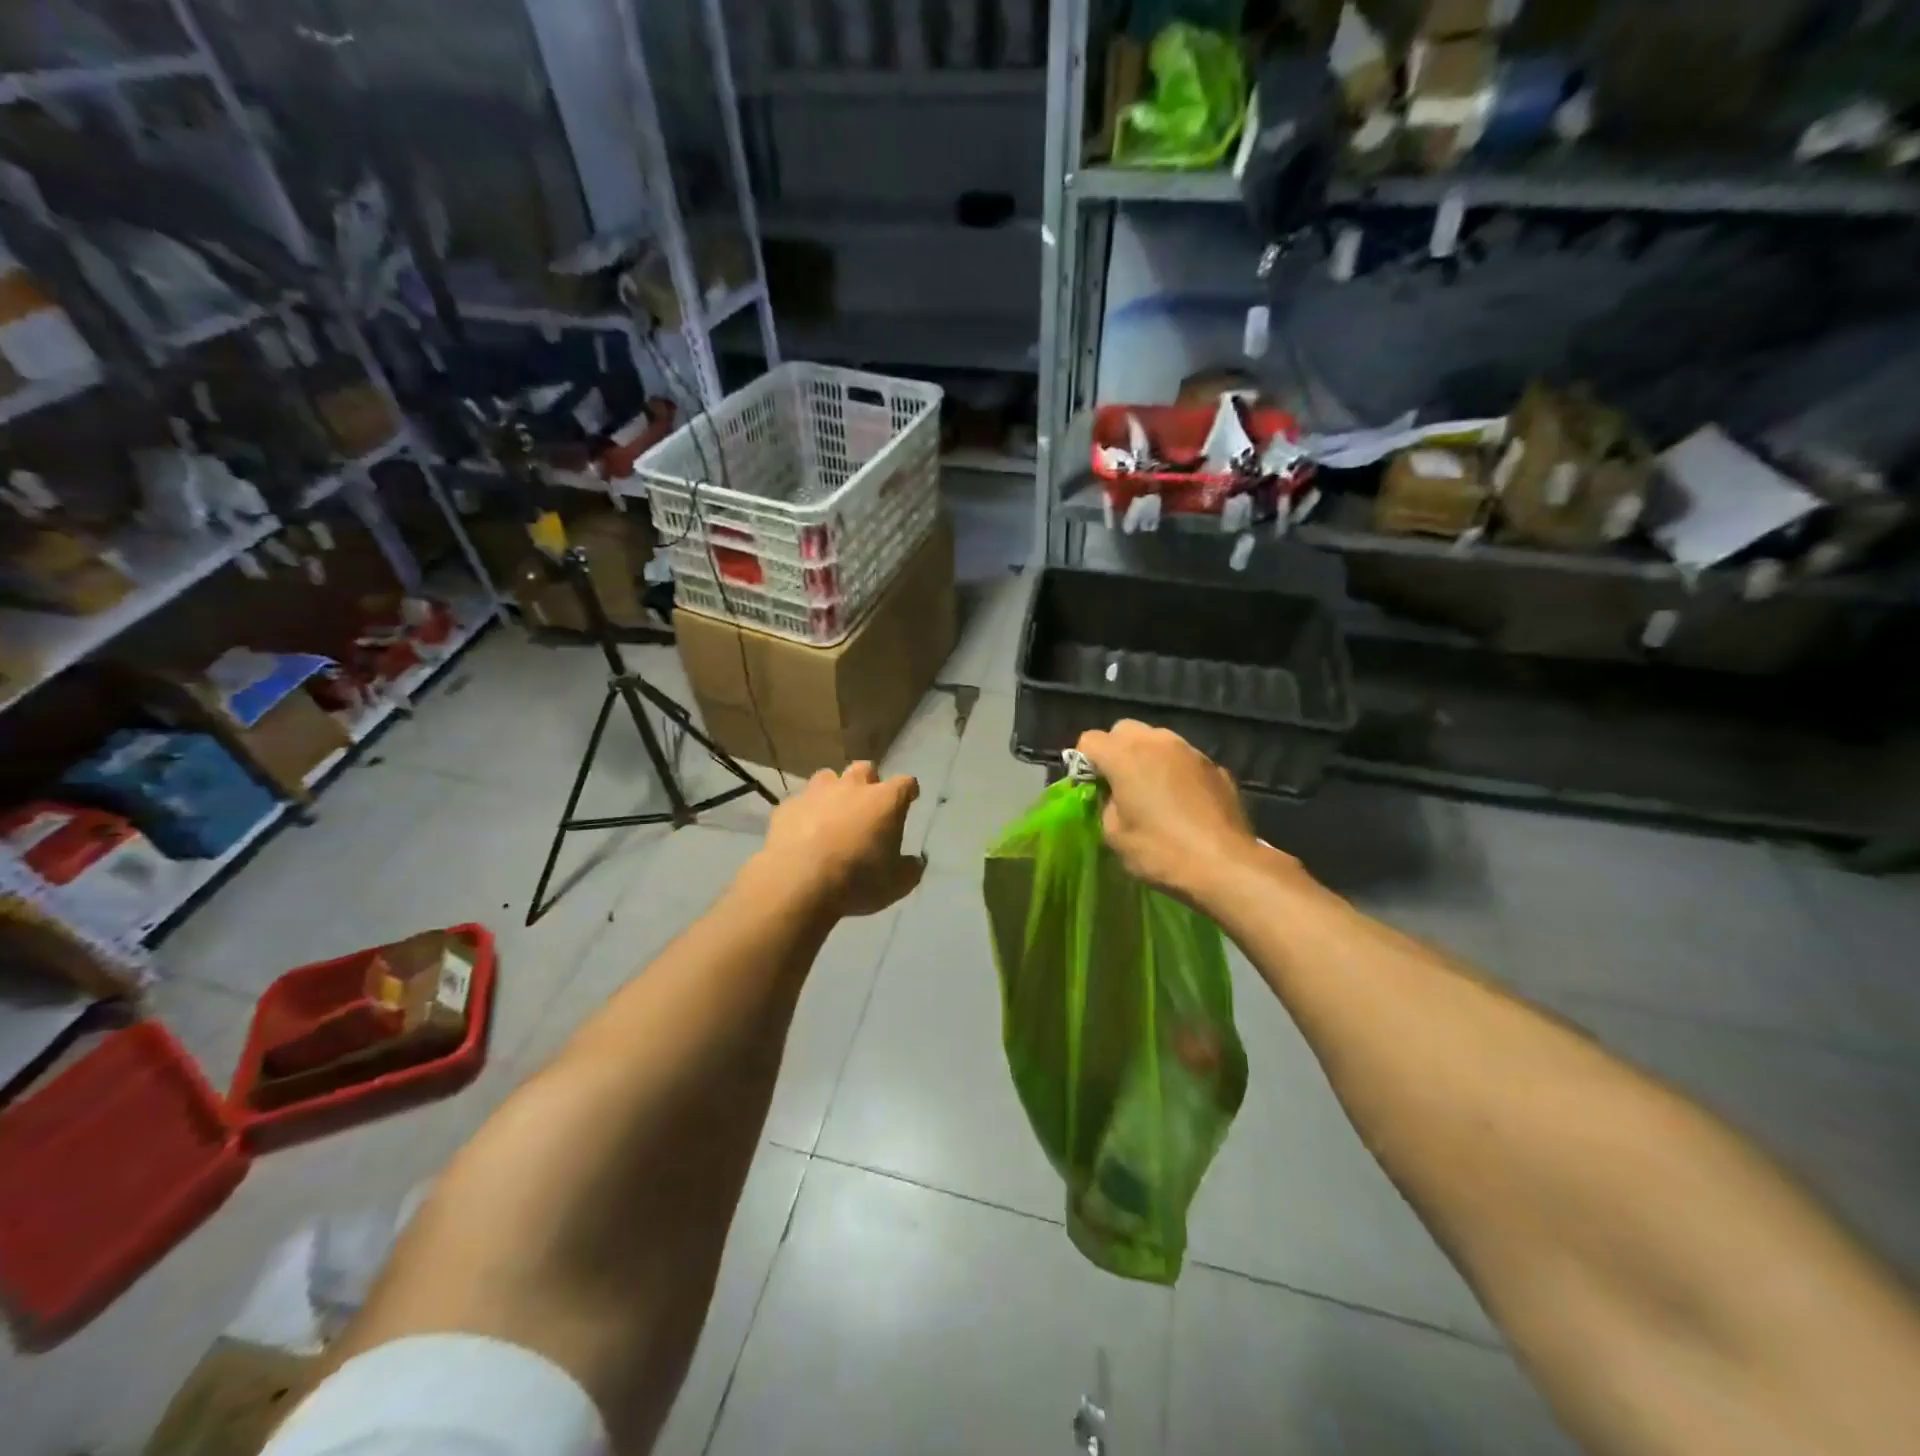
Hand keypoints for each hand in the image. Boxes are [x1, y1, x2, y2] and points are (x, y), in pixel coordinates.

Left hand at [758, 762, 924, 916]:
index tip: (909, 799)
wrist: (799, 882)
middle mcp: (852, 787)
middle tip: (868, 805)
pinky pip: (800, 802)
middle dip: (869, 782)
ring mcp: (816, 793)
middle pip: (865, 769)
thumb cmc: (858, 880)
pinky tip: (803, 832)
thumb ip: (910, 869)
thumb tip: (914, 861)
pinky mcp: (787, 806)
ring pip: (828, 777)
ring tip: (832, 813)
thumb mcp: (897, 884)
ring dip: (834, 791)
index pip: (905, 783)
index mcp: (885, 801)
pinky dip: (805, 812)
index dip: (908, 790)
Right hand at [1075, 721, 1266, 907]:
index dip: (1084, 763)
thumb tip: (1114, 796)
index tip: (1091, 788)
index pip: (1089, 740)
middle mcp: (1158, 742)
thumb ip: (1106, 805)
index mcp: (1125, 756)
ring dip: (1148, 758)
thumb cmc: (1161, 852)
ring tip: (1152, 791)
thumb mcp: (1115, 836)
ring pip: (1158, 740)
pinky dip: (1176, 772)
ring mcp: (1191, 751)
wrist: (1226, 866)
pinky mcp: (1216, 766)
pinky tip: (1183, 803)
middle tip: (1119, 785)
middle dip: (1116, 751)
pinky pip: (1184, 759)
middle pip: (1124, 730)